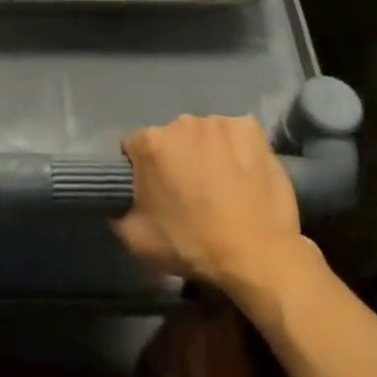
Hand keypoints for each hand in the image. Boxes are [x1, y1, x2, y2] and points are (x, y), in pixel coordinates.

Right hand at [114, 115, 308, 292]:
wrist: (257, 254)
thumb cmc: (193, 246)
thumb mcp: (137, 240)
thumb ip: (119, 212)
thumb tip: (119, 204)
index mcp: (151, 143)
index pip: (134, 146)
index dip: (140, 168)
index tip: (153, 191)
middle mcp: (182, 122)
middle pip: (172, 137)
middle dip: (176, 157)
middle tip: (189, 190)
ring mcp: (219, 122)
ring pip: (205, 134)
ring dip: (207, 151)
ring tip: (221, 184)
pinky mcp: (251, 128)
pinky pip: (236, 134)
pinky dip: (237, 148)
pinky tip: (244, 173)